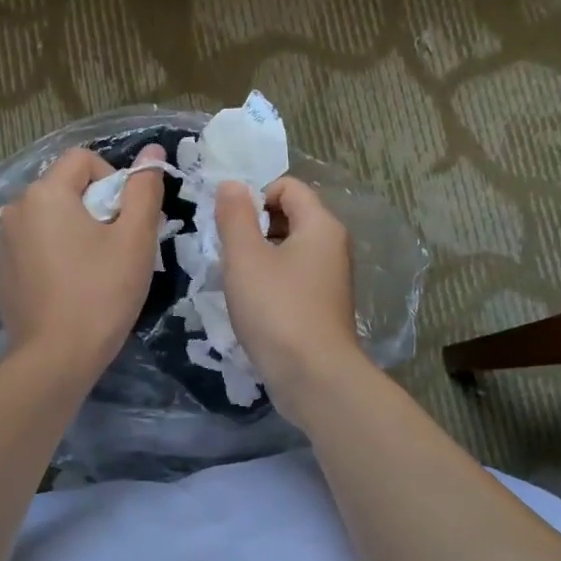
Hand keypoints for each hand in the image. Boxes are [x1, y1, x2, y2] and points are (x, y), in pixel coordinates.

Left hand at [0, 145, 165, 384]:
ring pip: (46, 221)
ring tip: (90, 272)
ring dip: (70, 233)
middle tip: (115, 249)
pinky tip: (64, 290)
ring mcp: (0, 244)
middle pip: (62, 190)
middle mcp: (14, 210)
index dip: (113, 181)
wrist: (56, 358)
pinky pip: (30, 250)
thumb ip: (144, 189)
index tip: (127, 220)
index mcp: (45, 193)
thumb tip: (152, 151)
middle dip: (93, 209)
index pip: (84, 160)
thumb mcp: (135, 239)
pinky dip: (49, 258)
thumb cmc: (102, 294)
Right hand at [215, 176, 370, 428]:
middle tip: (228, 253)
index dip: (254, 196)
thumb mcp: (245, 257)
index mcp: (320, 225)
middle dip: (254, 227)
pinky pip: (293, 279)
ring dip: (259, 258)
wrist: (314, 376)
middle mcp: (333, 246)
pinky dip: (271, 283)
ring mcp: (330, 279)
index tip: (229, 225)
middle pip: (290, 216)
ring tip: (236, 282)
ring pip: (289, 250)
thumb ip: (235, 216)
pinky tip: (252, 306)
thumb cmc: (277, 310)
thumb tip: (232, 184)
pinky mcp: (323, 307)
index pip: (288, 186)